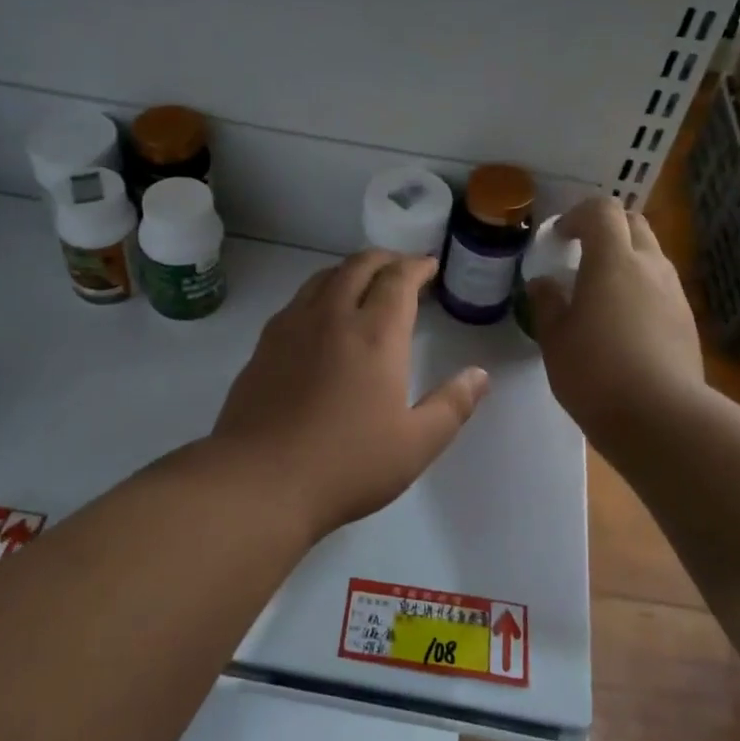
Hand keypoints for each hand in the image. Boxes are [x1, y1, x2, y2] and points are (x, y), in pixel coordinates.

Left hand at [211, 251, 489, 538]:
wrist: (260, 480)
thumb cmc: (347, 464)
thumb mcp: (416, 444)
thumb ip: (453, 405)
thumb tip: (479, 375)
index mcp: (375, 334)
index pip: (398, 278)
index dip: (417, 266)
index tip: (430, 266)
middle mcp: (332, 316)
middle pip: (359, 265)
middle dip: (386, 259)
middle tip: (402, 269)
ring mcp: (292, 326)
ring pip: (323, 277)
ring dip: (351, 270)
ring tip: (365, 285)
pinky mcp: (264, 345)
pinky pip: (298, 300)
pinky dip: (321, 292)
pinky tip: (322, 317)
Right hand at [526, 197, 702, 438]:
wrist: (660, 417)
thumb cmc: (595, 372)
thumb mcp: (554, 339)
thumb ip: (547, 303)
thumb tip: (545, 284)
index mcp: (613, 261)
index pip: (603, 210)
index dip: (578, 215)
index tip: (559, 238)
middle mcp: (650, 266)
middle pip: (634, 223)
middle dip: (606, 228)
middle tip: (581, 254)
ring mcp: (674, 293)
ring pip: (651, 255)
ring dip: (626, 259)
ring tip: (601, 292)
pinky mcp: (687, 320)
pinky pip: (661, 287)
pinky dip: (641, 288)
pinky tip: (624, 323)